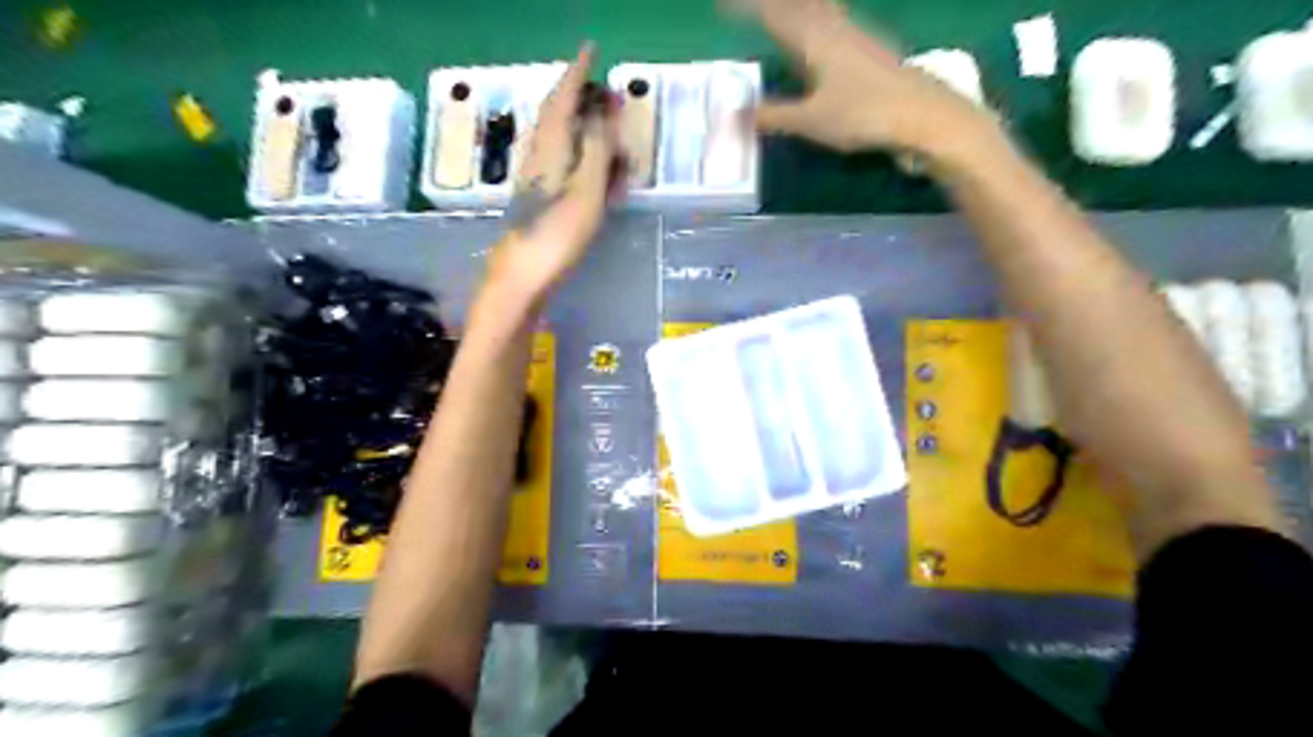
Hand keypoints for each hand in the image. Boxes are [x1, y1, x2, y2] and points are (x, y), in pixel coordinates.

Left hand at [486, 44, 620, 304]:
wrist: (523, 274)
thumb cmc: (558, 232)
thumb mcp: (586, 188)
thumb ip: (595, 148)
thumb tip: (601, 112)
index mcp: (550, 145)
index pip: (564, 96)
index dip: (578, 72)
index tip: (591, 50)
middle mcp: (539, 153)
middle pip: (560, 113)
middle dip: (583, 98)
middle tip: (608, 93)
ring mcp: (536, 175)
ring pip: (561, 137)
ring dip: (584, 127)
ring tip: (608, 130)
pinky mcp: (539, 194)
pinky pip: (563, 161)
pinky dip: (581, 155)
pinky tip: (594, 168)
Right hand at [735, 0, 1002, 164]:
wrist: (922, 113)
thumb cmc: (862, 114)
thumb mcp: (810, 120)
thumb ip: (772, 116)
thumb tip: (733, 116)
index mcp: (813, 39)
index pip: (771, 14)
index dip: (745, 8)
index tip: (720, 7)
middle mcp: (832, 27)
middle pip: (797, 4)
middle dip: (771, 5)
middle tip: (749, 8)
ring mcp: (855, 34)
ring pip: (817, 9)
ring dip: (795, 8)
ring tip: (779, 13)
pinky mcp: (869, 48)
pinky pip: (832, 21)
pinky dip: (814, 19)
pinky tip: (819, 32)